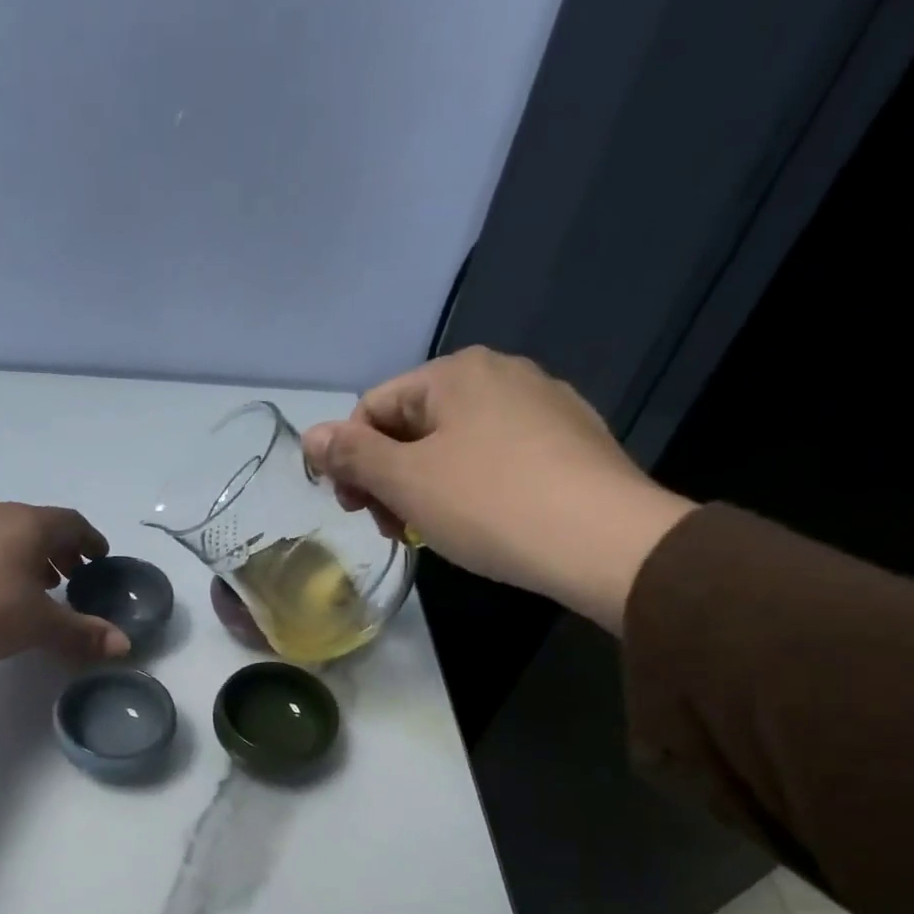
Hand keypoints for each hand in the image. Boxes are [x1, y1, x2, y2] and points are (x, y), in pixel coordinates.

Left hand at [0, 503, 129, 665]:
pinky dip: (3, 562)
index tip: (100, 559)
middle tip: (73, 576)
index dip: (90, 540)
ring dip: (31, 556)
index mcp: (30, 525)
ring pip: (10, 535)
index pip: (72, 522)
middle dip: (61, 550)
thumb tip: (124, 645)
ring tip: (38, 586)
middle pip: (40, 526)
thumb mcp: (39, 625)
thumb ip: (82, 632)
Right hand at [301, 347, 697, 632]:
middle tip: (392, 528)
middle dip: (388, 476)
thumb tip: (310, 435)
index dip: (350, 460)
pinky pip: (495, 456)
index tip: (355, 510)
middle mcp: (500, 373)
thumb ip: (351, 455)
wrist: (603, 541)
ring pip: (454, 443)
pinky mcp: (569, 439)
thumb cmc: (489, 504)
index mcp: (455, 373)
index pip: (373, 408)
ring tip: (432, 530)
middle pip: (413, 424)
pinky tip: (479, 522)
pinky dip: (469, 486)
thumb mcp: (405, 481)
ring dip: (424, 486)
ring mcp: (541, 404)